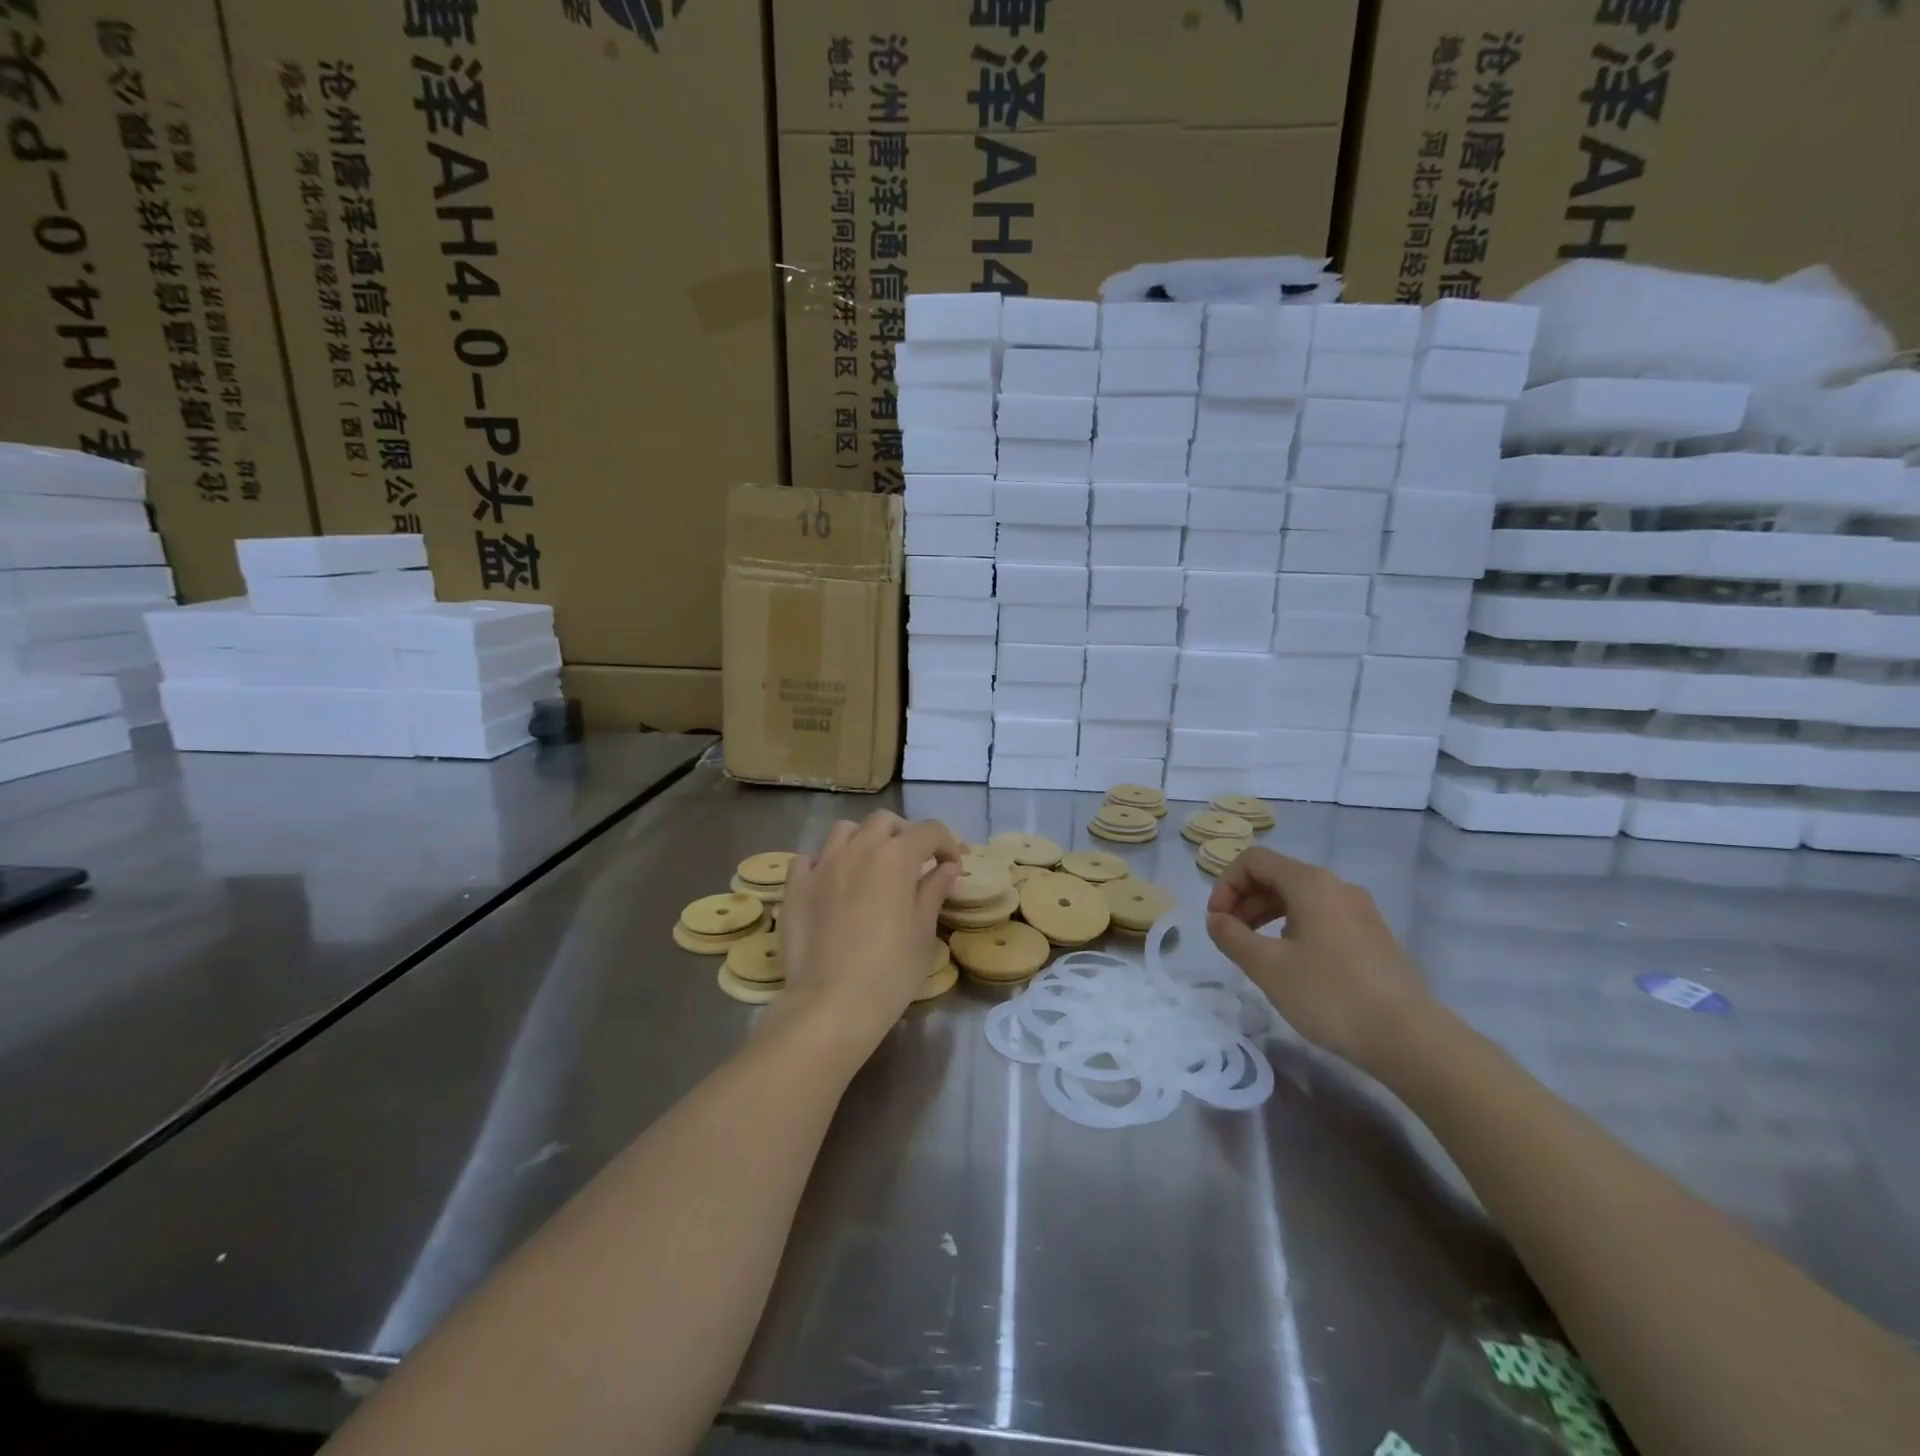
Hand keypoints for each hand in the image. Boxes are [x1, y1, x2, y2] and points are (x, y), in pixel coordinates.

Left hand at [776, 812, 960, 1056]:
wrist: (831, 1005)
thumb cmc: (890, 971)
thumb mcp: (923, 931)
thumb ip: (934, 890)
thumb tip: (947, 867)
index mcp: (895, 857)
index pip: (929, 831)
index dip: (946, 844)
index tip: (950, 867)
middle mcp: (858, 849)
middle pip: (885, 822)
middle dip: (904, 834)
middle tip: (913, 863)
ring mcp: (822, 865)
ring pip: (844, 831)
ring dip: (863, 840)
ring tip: (870, 866)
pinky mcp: (795, 886)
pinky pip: (809, 858)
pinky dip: (824, 861)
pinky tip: (832, 882)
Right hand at [1206, 847, 1435, 1075]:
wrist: (1410, 1038)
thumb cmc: (1329, 994)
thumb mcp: (1267, 966)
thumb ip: (1232, 936)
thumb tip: (1216, 920)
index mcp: (1310, 883)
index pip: (1253, 860)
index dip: (1225, 884)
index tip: (1216, 921)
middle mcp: (1336, 886)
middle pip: (1276, 875)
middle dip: (1243, 900)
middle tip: (1228, 936)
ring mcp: (1359, 910)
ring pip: (1299, 897)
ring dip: (1266, 915)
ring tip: (1254, 951)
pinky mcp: (1373, 935)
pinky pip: (1321, 916)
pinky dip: (1293, 927)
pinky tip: (1291, 963)